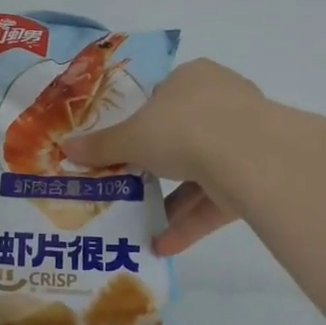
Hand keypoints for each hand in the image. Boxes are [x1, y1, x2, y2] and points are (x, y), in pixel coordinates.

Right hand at [60, 60, 263, 256]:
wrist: (251, 157)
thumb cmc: (183, 128)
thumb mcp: (131, 137)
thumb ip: (100, 146)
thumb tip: (66, 148)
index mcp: (193, 78)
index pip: (164, 94)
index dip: (142, 119)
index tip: (124, 144)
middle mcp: (223, 102)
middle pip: (182, 135)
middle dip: (156, 165)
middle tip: (128, 184)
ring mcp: (245, 139)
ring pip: (201, 172)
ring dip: (171, 202)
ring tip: (140, 226)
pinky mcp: (259, 177)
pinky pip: (217, 200)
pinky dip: (191, 222)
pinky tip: (162, 246)